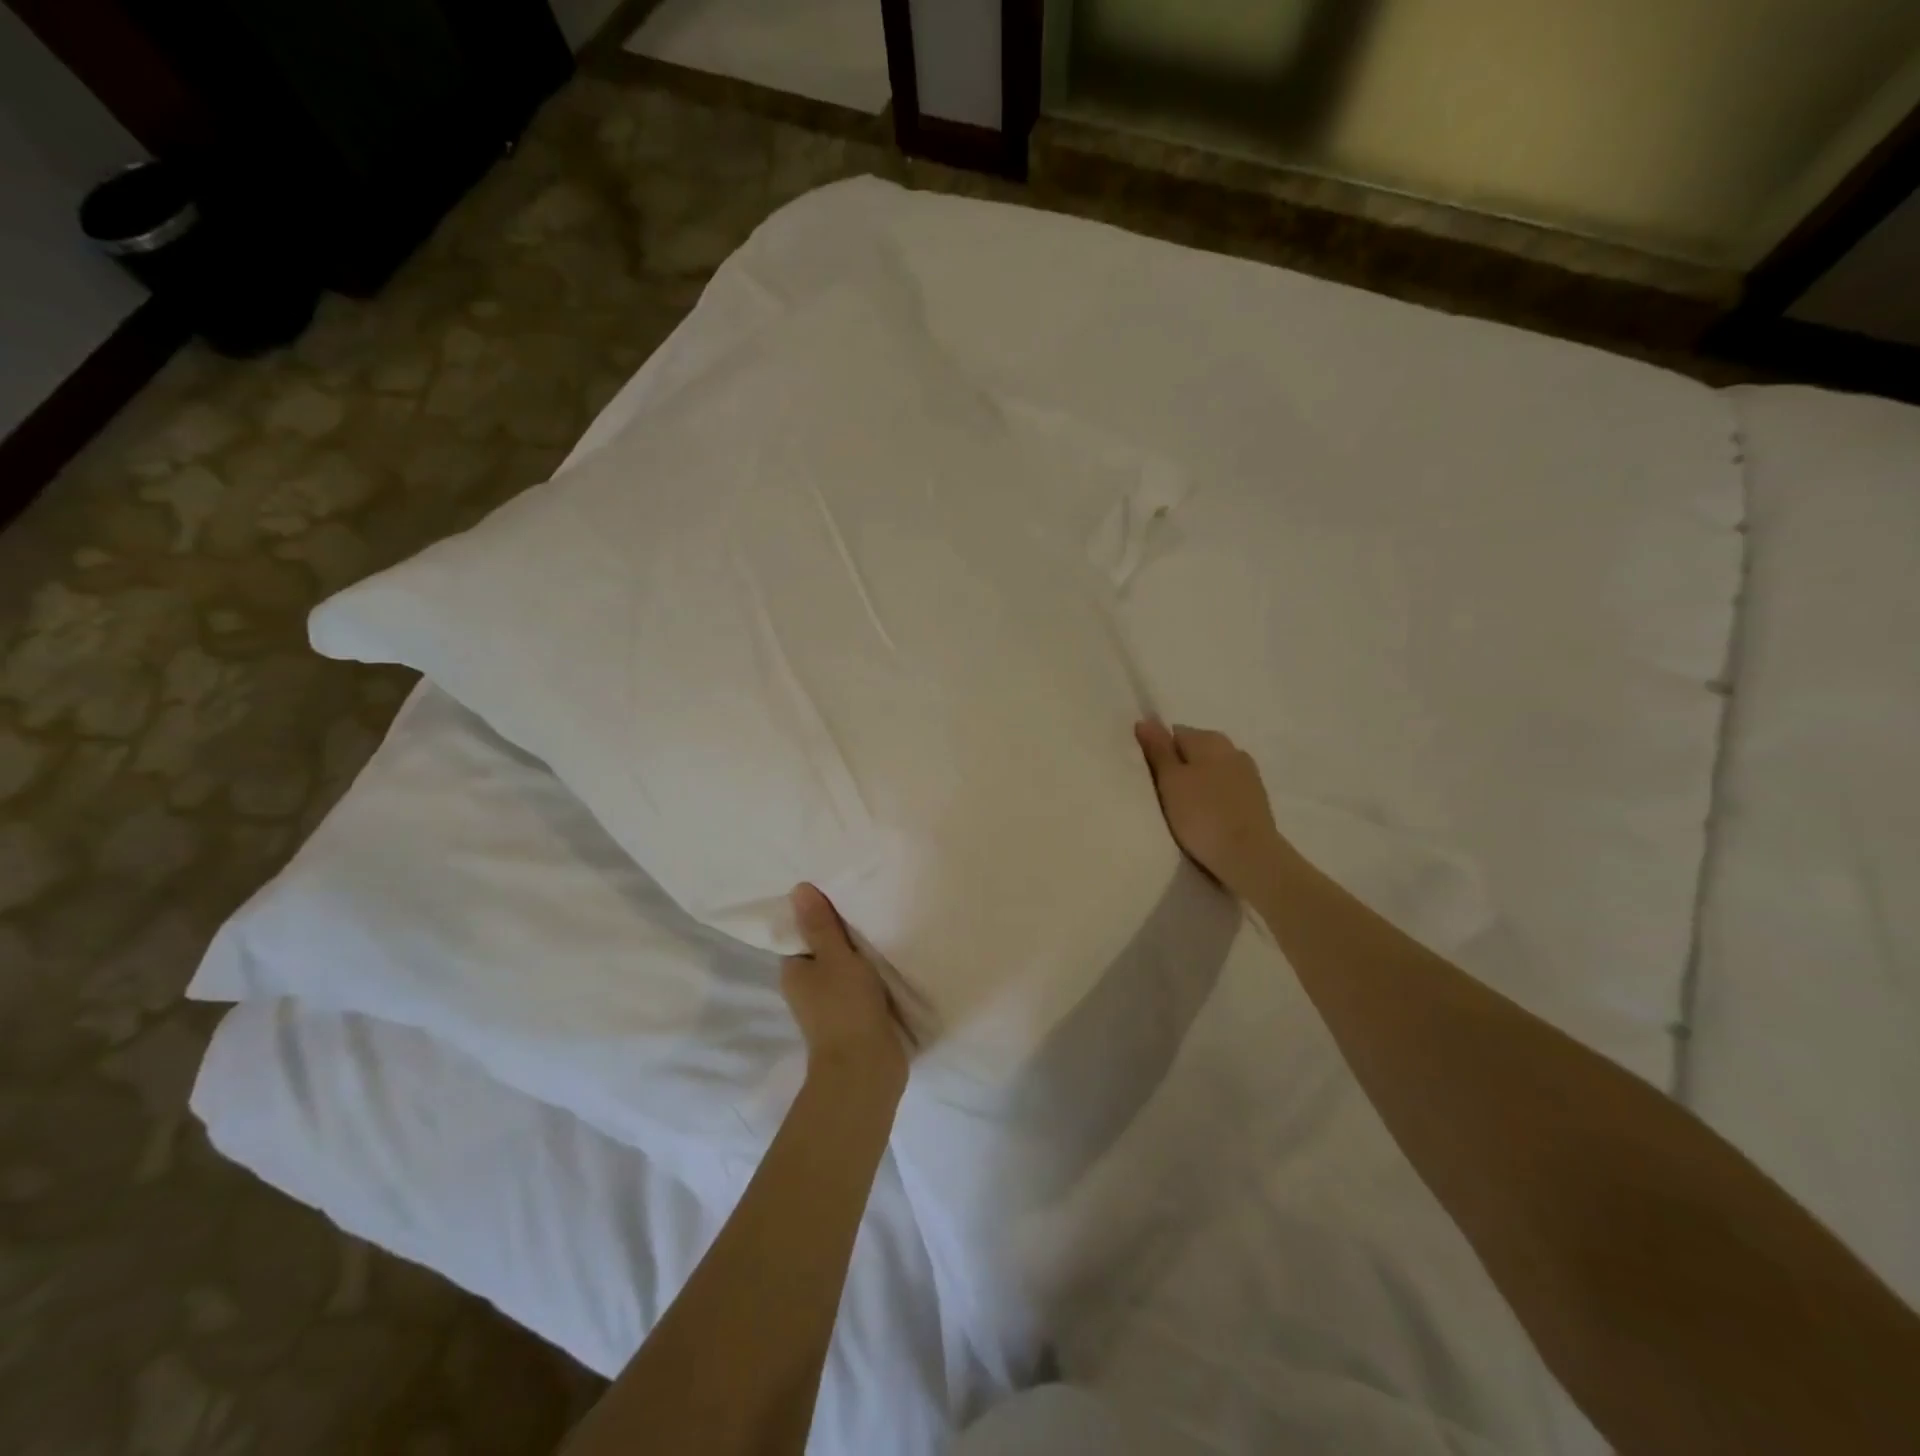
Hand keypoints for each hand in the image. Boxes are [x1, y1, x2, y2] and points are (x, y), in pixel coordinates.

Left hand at [781, 884, 908, 1090]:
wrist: (867, 1070)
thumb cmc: (845, 1008)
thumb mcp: (834, 957)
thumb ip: (820, 924)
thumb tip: (798, 888)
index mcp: (795, 971)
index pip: (803, 932)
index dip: (820, 912)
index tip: (843, 890)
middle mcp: (809, 986)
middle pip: (827, 948)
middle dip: (846, 931)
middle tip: (870, 899)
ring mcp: (834, 1003)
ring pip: (848, 967)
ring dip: (864, 952)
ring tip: (887, 920)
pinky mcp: (858, 1016)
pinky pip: (865, 984)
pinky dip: (877, 972)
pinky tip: (895, 954)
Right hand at [1135, 719, 1288, 900]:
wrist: (1249, 855)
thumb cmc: (1201, 814)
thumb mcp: (1170, 780)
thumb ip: (1158, 749)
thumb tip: (1146, 720)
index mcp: (1209, 739)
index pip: (1174, 733)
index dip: (1159, 753)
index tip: (1151, 778)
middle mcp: (1232, 748)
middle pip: (1195, 751)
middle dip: (1180, 767)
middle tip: (1164, 795)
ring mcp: (1248, 773)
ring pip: (1212, 770)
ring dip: (1198, 783)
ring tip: (1185, 809)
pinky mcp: (1256, 798)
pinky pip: (1225, 789)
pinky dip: (1214, 797)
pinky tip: (1206, 817)